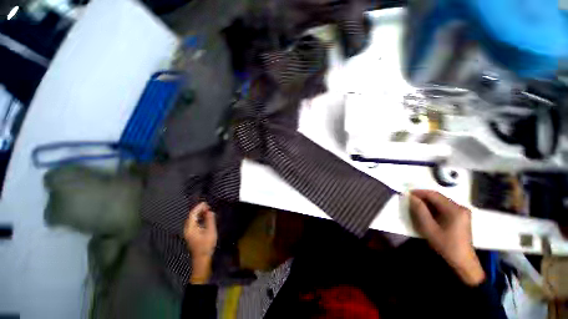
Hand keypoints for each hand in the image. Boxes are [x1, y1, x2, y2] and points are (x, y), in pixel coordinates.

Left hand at [183, 202, 217, 283]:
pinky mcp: (192, 235)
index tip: (206, 203)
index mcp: (191, 228)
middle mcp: (188, 229)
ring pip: (193, 220)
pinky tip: (205, 218)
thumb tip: (210, 211)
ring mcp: (189, 233)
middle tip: (208, 206)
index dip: (198, 207)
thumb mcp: (210, 231)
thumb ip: (210, 220)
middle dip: (199, 210)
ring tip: (208, 210)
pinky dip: (199, 218)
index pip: (192, 214)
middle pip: (191, 216)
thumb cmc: (206, 245)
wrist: (202, 259)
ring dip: (199, 214)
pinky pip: (194, 223)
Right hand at [409, 190, 484, 285]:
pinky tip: (427, 212)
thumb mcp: (429, 228)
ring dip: (428, 202)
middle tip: (410, 200)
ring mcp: (462, 211)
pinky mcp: (461, 215)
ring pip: (441, 201)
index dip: (419, 192)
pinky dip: (434, 207)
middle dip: (423, 197)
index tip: (407, 193)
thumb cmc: (445, 244)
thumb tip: (412, 197)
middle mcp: (460, 207)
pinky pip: (445, 206)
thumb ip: (420, 211)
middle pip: (438, 197)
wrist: (462, 260)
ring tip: (416, 206)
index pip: (434, 194)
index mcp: (454, 209)